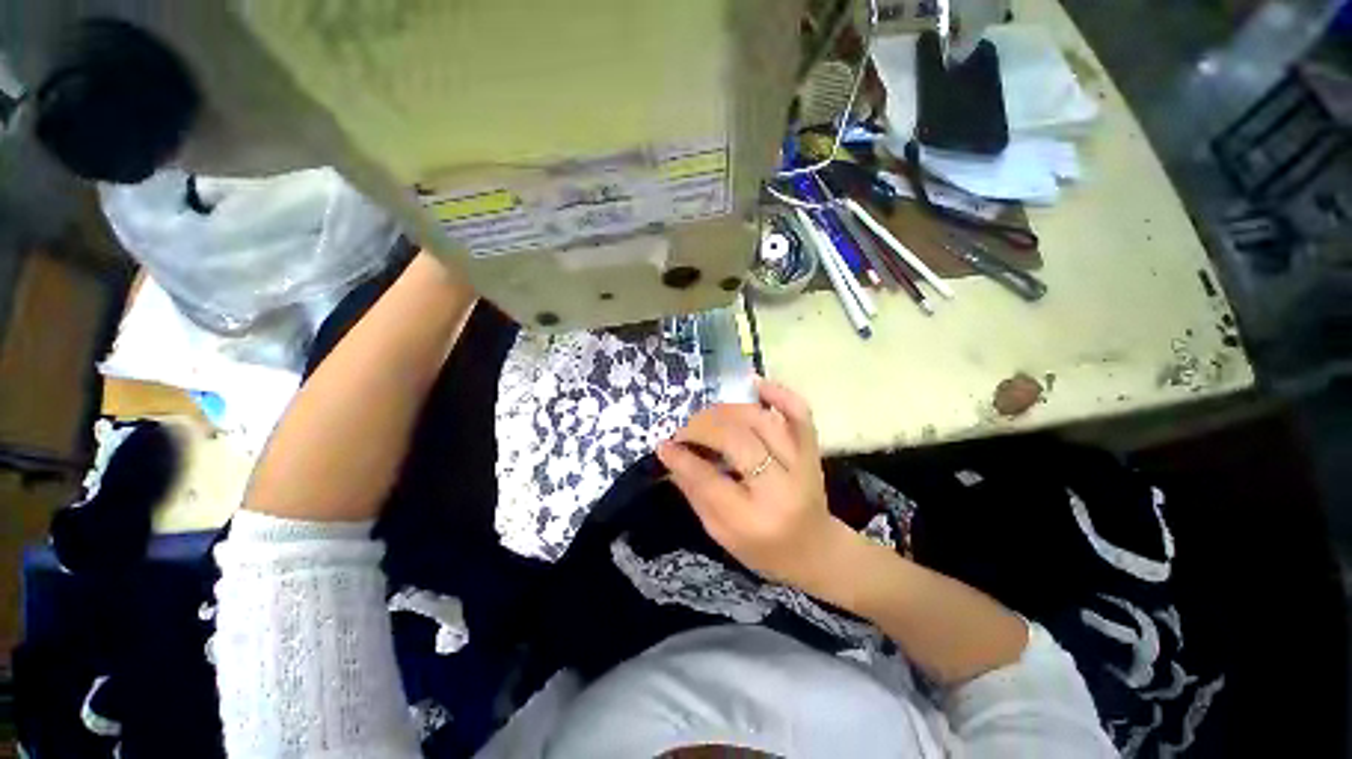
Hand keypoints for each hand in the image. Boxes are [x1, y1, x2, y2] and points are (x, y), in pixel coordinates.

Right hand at [656, 379, 863, 598]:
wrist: (816, 551)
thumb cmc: (765, 550)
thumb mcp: (722, 534)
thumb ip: (696, 493)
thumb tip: (670, 455)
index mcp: (754, 521)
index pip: (709, 480)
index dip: (682, 458)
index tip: (664, 444)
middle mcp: (781, 488)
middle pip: (737, 441)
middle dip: (702, 429)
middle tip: (684, 431)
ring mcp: (802, 464)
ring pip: (762, 421)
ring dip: (727, 411)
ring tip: (707, 417)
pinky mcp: (812, 450)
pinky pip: (799, 413)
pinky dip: (778, 393)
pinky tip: (755, 385)